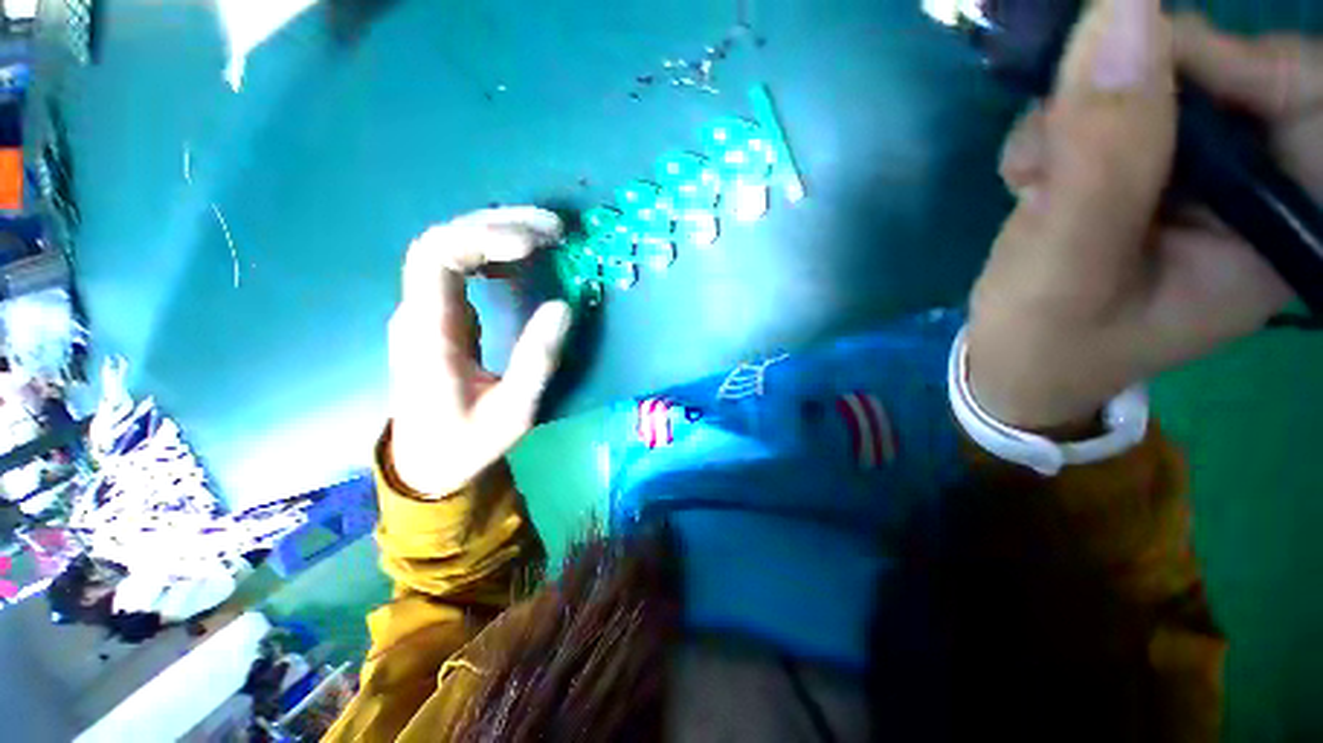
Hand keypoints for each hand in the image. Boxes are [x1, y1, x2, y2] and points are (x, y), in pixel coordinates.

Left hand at [387, 208, 572, 495]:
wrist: (425, 462)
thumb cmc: (467, 442)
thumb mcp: (514, 412)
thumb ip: (537, 360)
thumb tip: (563, 306)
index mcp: (429, 334)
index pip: (435, 258)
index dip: (482, 238)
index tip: (533, 245)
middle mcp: (418, 311)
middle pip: (441, 241)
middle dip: (498, 225)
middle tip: (554, 230)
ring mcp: (425, 310)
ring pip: (449, 248)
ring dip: (497, 232)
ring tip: (546, 236)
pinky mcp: (439, 315)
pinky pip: (459, 267)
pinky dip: (493, 254)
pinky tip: (522, 260)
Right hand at [967, 0, 1309, 430]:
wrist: (1016, 363)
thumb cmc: (1045, 342)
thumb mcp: (1067, 263)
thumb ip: (1103, 153)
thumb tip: (1121, 8)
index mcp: (1275, 232)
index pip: (1306, 99)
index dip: (1235, 61)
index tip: (1139, 65)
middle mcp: (1253, 192)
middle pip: (1227, 74)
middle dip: (1134, 86)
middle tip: (1058, 140)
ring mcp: (1197, 176)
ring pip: (1158, 82)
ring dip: (1081, 111)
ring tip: (1033, 178)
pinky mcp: (1146, 169)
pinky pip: (1116, 107)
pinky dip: (1061, 126)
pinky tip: (1032, 176)